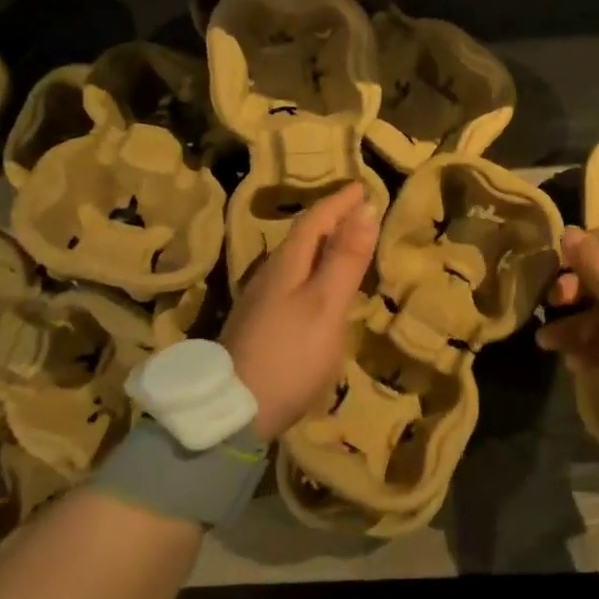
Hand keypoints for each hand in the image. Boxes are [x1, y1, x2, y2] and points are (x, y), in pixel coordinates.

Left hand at [220, 184, 378, 438]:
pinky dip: (313, 271)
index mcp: (286, 265)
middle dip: (330, 219)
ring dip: (321, 246)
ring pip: (295, 261)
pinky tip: (320, 289)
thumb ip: (346, 258)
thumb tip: (365, 207)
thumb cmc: (289, 354)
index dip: (339, 202)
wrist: (233, 413)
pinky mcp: (259, 327)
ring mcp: (260, 303)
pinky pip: (292, 282)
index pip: (315, 220)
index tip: (362, 186)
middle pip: (302, 237)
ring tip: (344, 243)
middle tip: (357, 210)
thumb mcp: (326, 304)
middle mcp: (269, 276)